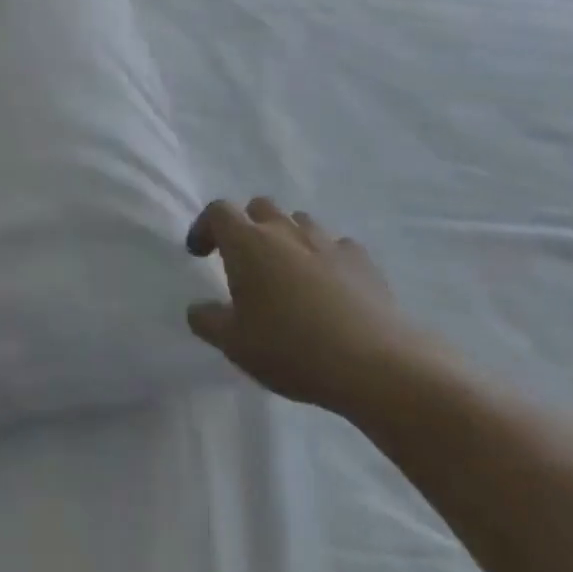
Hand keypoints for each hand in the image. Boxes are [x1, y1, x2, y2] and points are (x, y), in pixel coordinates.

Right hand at [185, 197, 431, 418]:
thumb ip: (208, 321)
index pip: (218, 211)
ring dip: (287, 237)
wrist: (375, 364)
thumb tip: (197, 309)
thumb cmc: (292, 349)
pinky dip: (326, 257)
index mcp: (247, 243)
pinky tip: (330, 285)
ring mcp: (326, 241)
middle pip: (259, 207)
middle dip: (247, 226)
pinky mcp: (361, 259)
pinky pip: (336, 245)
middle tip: (245, 261)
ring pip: (298, 221)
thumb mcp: (235, 344)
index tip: (200, 253)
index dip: (205, 227)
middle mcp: (284, 230)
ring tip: (288, 272)